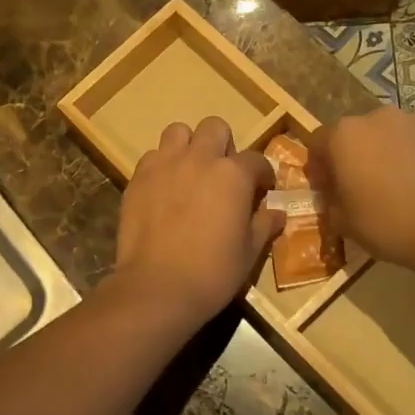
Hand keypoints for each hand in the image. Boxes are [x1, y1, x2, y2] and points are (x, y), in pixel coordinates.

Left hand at [110, 117, 280, 325]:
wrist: (157, 287)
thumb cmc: (213, 272)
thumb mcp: (250, 252)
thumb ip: (264, 225)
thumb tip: (277, 212)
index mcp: (233, 174)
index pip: (257, 160)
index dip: (263, 175)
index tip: (262, 191)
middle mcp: (199, 159)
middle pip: (214, 128)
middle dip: (223, 146)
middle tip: (223, 175)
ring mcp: (164, 165)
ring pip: (178, 132)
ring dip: (188, 146)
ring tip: (190, 172)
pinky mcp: (137, 178)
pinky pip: (152, 157)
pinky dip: (162, 166)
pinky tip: (164, 190)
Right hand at [308, 108, 414, 285]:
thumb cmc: (389, 224)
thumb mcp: (344, 222)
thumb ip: (331, 201)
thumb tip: (334, 194)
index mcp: (344, 136)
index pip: (318, 142)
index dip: (320, 166)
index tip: (327, 188)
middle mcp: (378, 117)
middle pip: (358, 134)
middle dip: (358, 155)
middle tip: (366, 185)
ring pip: (394, 133)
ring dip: (391, 152)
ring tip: (404, 182)